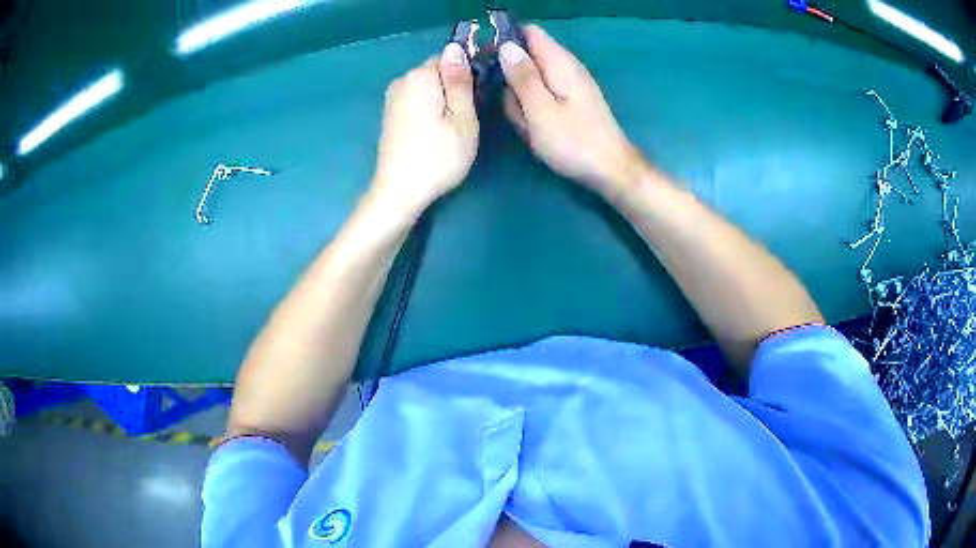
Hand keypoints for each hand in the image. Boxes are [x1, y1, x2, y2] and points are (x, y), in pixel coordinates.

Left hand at [372, 43, 478, 216]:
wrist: (399, 192)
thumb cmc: (438, 157)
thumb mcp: (462, 118)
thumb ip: (460, 80)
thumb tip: (456, 47)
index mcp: (420, 76)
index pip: (451, 57)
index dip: (468, 74)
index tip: (478, 98)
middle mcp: (402, 80)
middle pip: (438, 72)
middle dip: (454, 87)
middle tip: (467, 118)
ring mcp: (392, 98)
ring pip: (428, 87)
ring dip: (443, 100)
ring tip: (452, 129)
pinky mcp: (390, 115)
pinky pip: (417, 100)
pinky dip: (429, 110)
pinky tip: (434, 132)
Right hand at [500, 25, 643, 197]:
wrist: (611, 170)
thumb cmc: (574, 142)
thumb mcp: (540, 110)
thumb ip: (522, 76)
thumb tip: (505, 46)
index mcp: (560, 63)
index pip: (530, 33)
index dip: (506, 39)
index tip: (486, 58)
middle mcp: (567, 67)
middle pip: (529, 56)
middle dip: (511, 74)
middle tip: (509, 103)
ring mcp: (570, 85)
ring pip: (532, 79)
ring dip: (521, 97)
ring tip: (525, 122)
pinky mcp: (571, 101)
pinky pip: (542, 96)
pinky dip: (533, 108)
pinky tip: (534, 127)